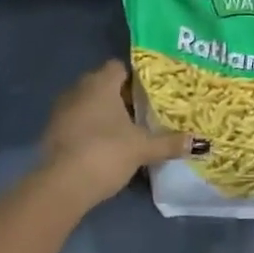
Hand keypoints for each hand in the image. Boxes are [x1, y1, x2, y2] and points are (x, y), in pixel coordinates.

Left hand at [37, 59, 191, 210]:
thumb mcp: (142, 149)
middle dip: (121, 96)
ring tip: (125, 131)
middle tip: (143, 113)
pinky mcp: (52, 131)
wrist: (61, 185)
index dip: (135, 78)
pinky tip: (103, 146)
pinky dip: (88, 128)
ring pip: (88, 103)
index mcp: (101, 83)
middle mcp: (78, 88)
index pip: (119, 67)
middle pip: (103, 84)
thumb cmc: (105, 153)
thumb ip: (170, 143)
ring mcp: (61, 109)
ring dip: (103, 113)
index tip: (150, 94)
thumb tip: (201, 142)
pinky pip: (76, 121)